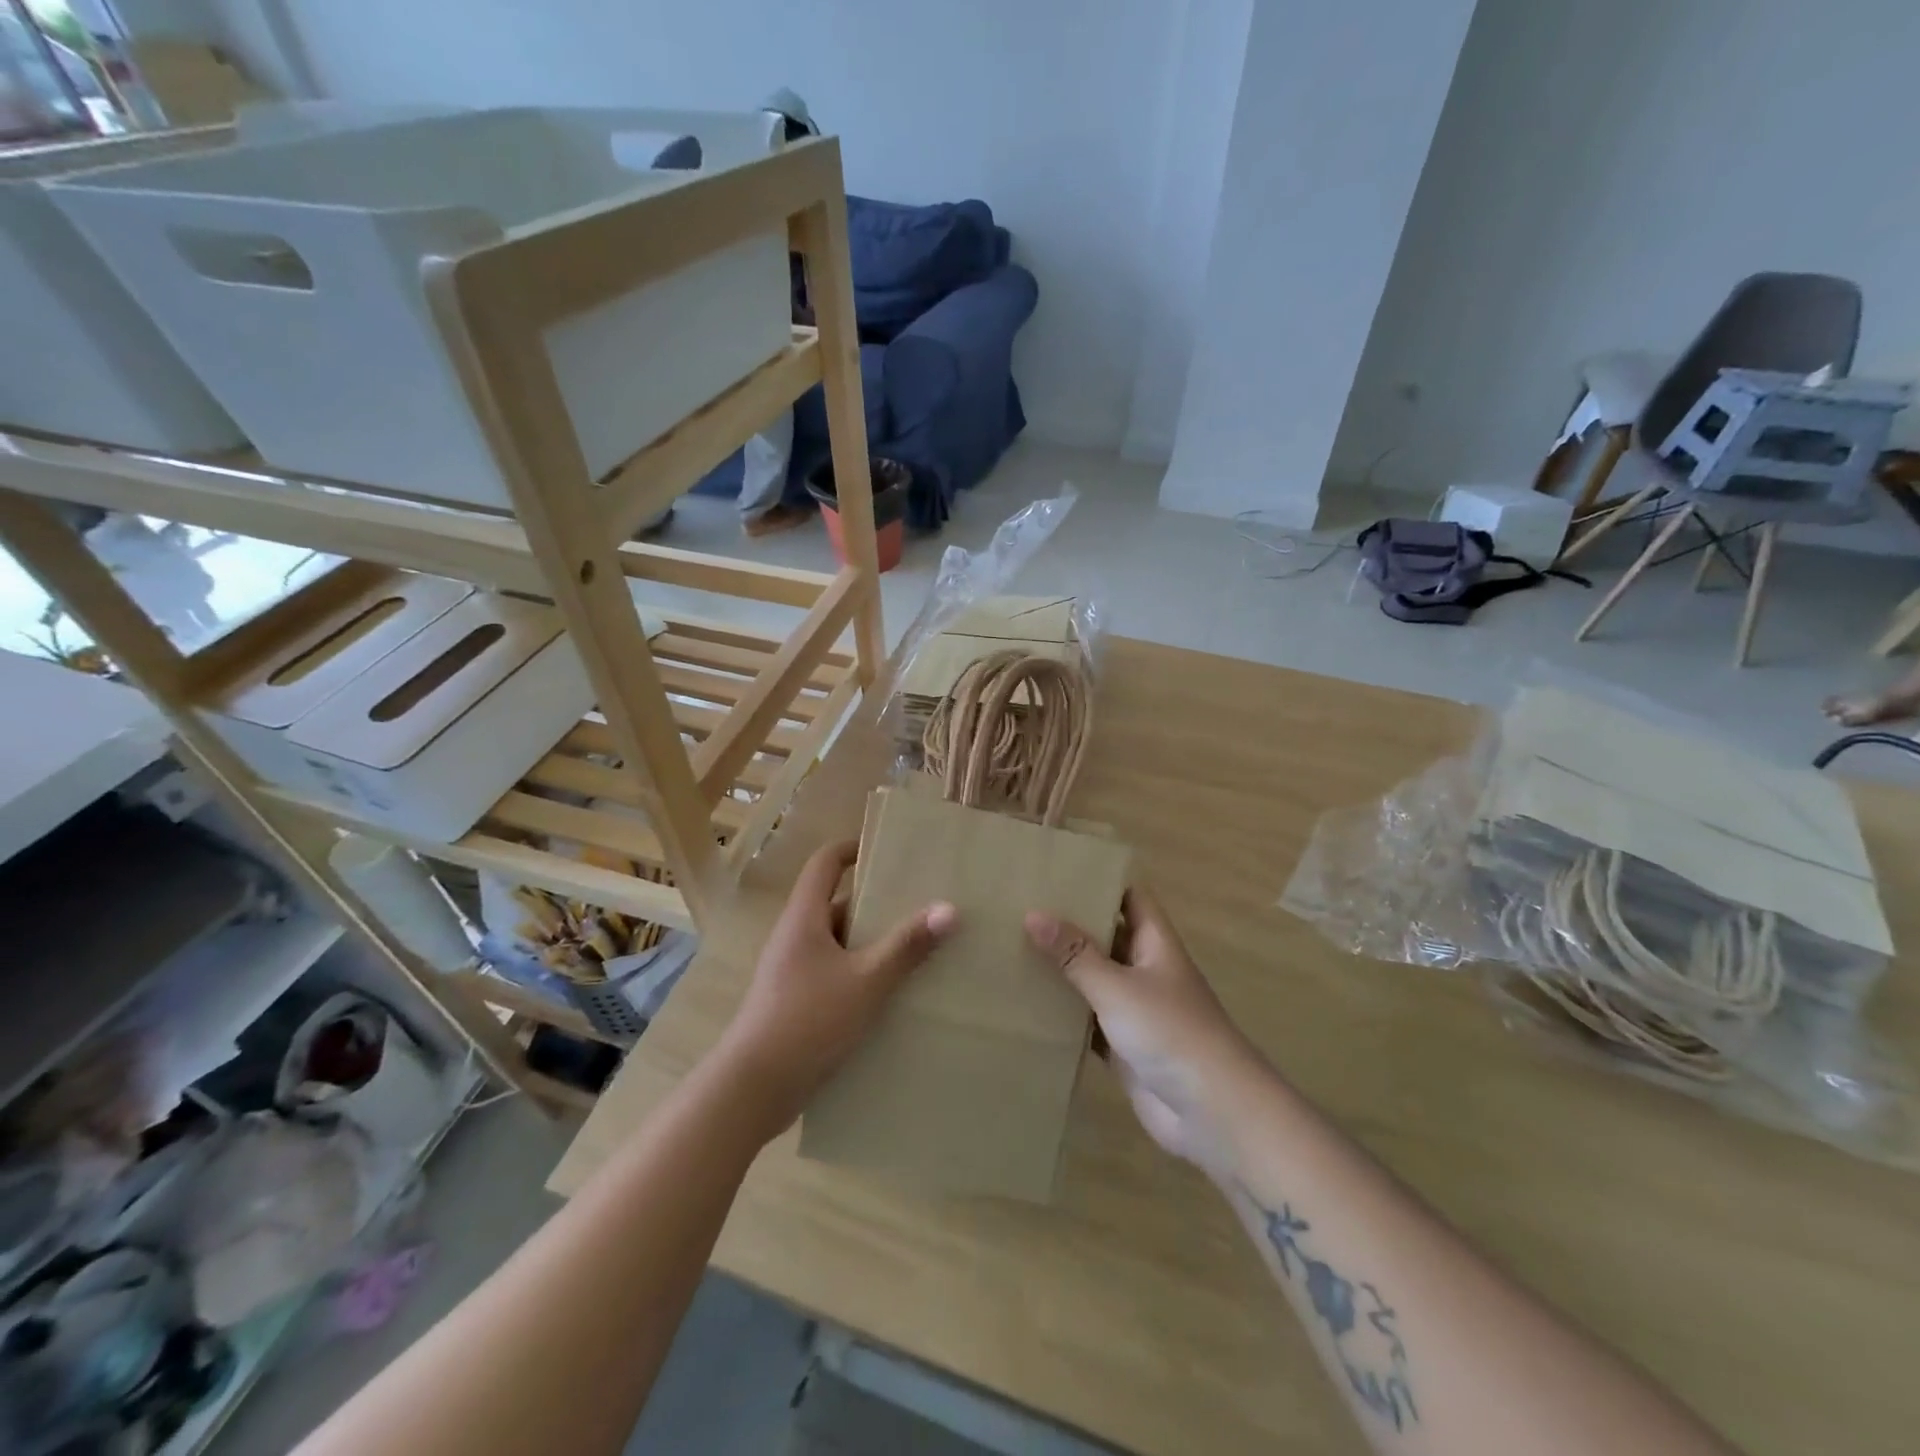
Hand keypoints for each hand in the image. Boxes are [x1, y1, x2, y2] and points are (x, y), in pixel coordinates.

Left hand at [716, 840, 954, 1138]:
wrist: (752, 1090)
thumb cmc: (807, 1021)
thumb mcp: (866, 981)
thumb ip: (907, 946)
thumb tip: (949, 908)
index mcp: (804, 918)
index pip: (825, 863)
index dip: (853, 849)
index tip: (889, 850)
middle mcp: (795, 937)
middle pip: (837, 904)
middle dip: (877, 903)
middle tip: (920, 904)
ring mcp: (793, 972)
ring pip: (839, 944)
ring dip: (872, 943)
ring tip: (917, 949)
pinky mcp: (796, 1003)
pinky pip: (835, 974)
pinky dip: (862, 975)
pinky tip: (892, 994)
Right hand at [1026, 887, 1265, 1178]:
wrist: (1212, 1113)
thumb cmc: (1171, 1033)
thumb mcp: (1118, 987)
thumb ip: (1075, 954)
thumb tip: (1032, 913)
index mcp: (1154, 942)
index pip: (1128, 896)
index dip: (1099, 879)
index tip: (1057, 867)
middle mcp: (1144, 968)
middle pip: (1106, 934)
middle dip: (1070, 922)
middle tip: (1019, 905)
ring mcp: (1134, 1008)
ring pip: (1093, 977)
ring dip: (1063, 967)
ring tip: (1013, 945)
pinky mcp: (1122, 1045)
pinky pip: (1087, 1019)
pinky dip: (1063, 1011)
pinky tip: (1027, 1002)